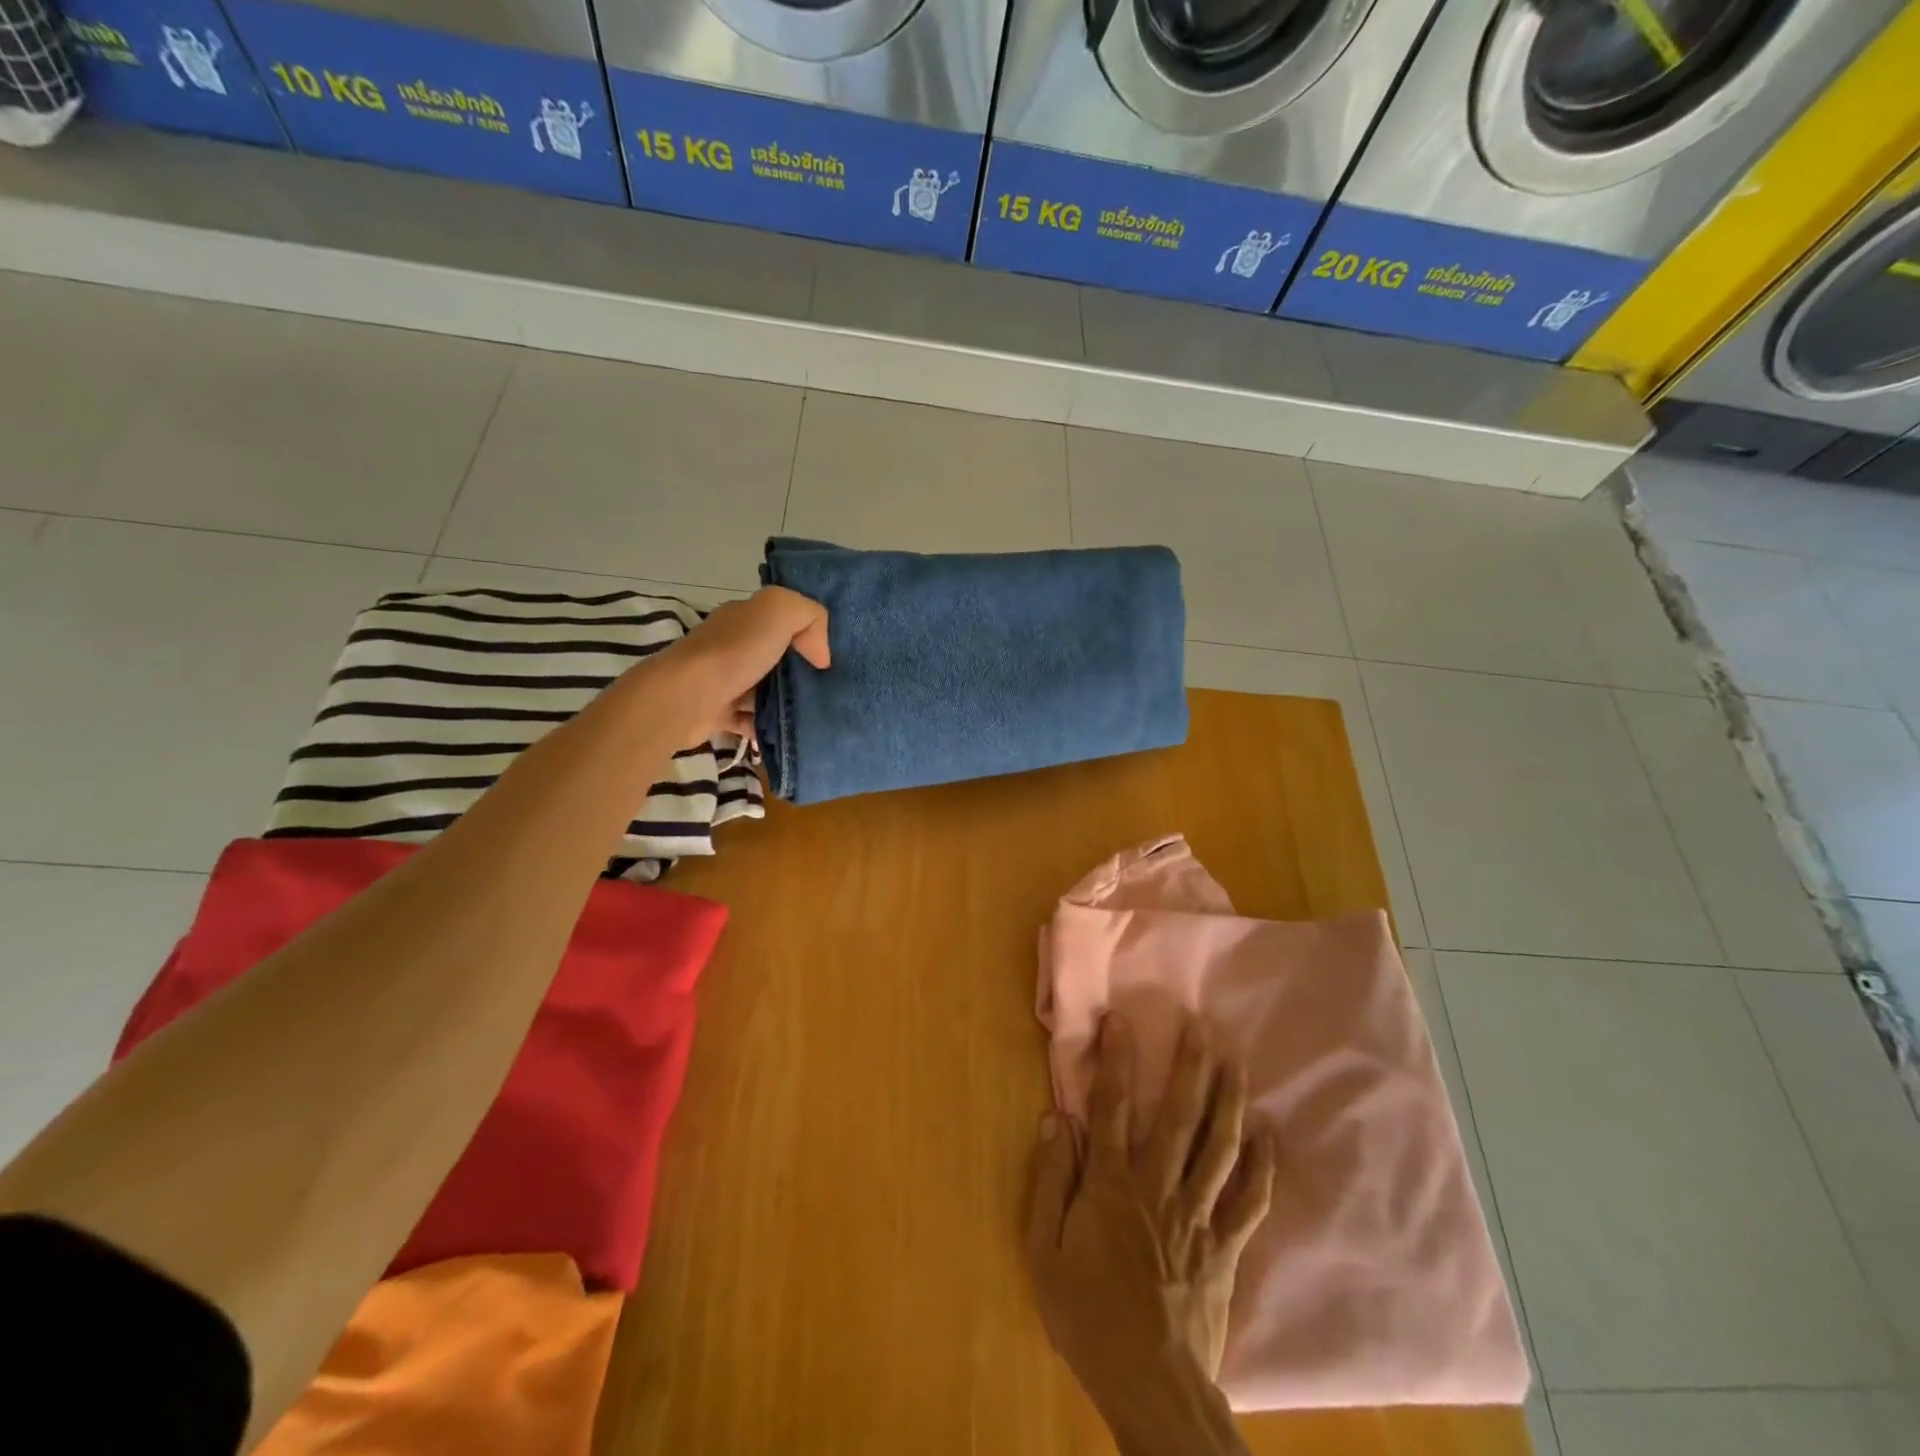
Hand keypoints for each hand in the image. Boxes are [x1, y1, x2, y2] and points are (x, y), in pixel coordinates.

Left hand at [649, 586, 828, 744]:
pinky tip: (791, 734)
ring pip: (767, 690)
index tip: (831, 658)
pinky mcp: (719, 713)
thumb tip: (820, 656)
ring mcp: (724, 681)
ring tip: (819, 715)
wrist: (685, 699)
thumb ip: (809, 616)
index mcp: (744, 618)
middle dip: (803, 672)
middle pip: (777, 657)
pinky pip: (753, 720)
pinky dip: (769, 727)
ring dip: (789, 703)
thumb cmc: (734, 652)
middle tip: (832, 689)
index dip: (809, 634)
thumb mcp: (779, 611)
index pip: (782, 620)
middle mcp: (733, 646)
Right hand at [1026, 1010, 1273, 1406]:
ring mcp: (1198, 1216)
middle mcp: (1158, 1187)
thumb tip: (1056, 1118)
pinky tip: (1269, 1134)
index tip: (1120, 1020)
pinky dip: (1262, 1165)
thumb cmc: (1088, 1317)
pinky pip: (1250, 1199)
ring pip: (1218, 1146)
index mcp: (1112, 1185)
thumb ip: (1051, 1181)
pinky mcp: (1226, 1247)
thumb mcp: (1044, 1252)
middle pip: (1177, 1115)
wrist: (1151, 1388)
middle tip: (1201, 1025)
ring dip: (1228, 1099)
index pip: (1112, 1107)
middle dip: (1189, 1066)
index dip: (1116, 1059)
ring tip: (1236, 1060)